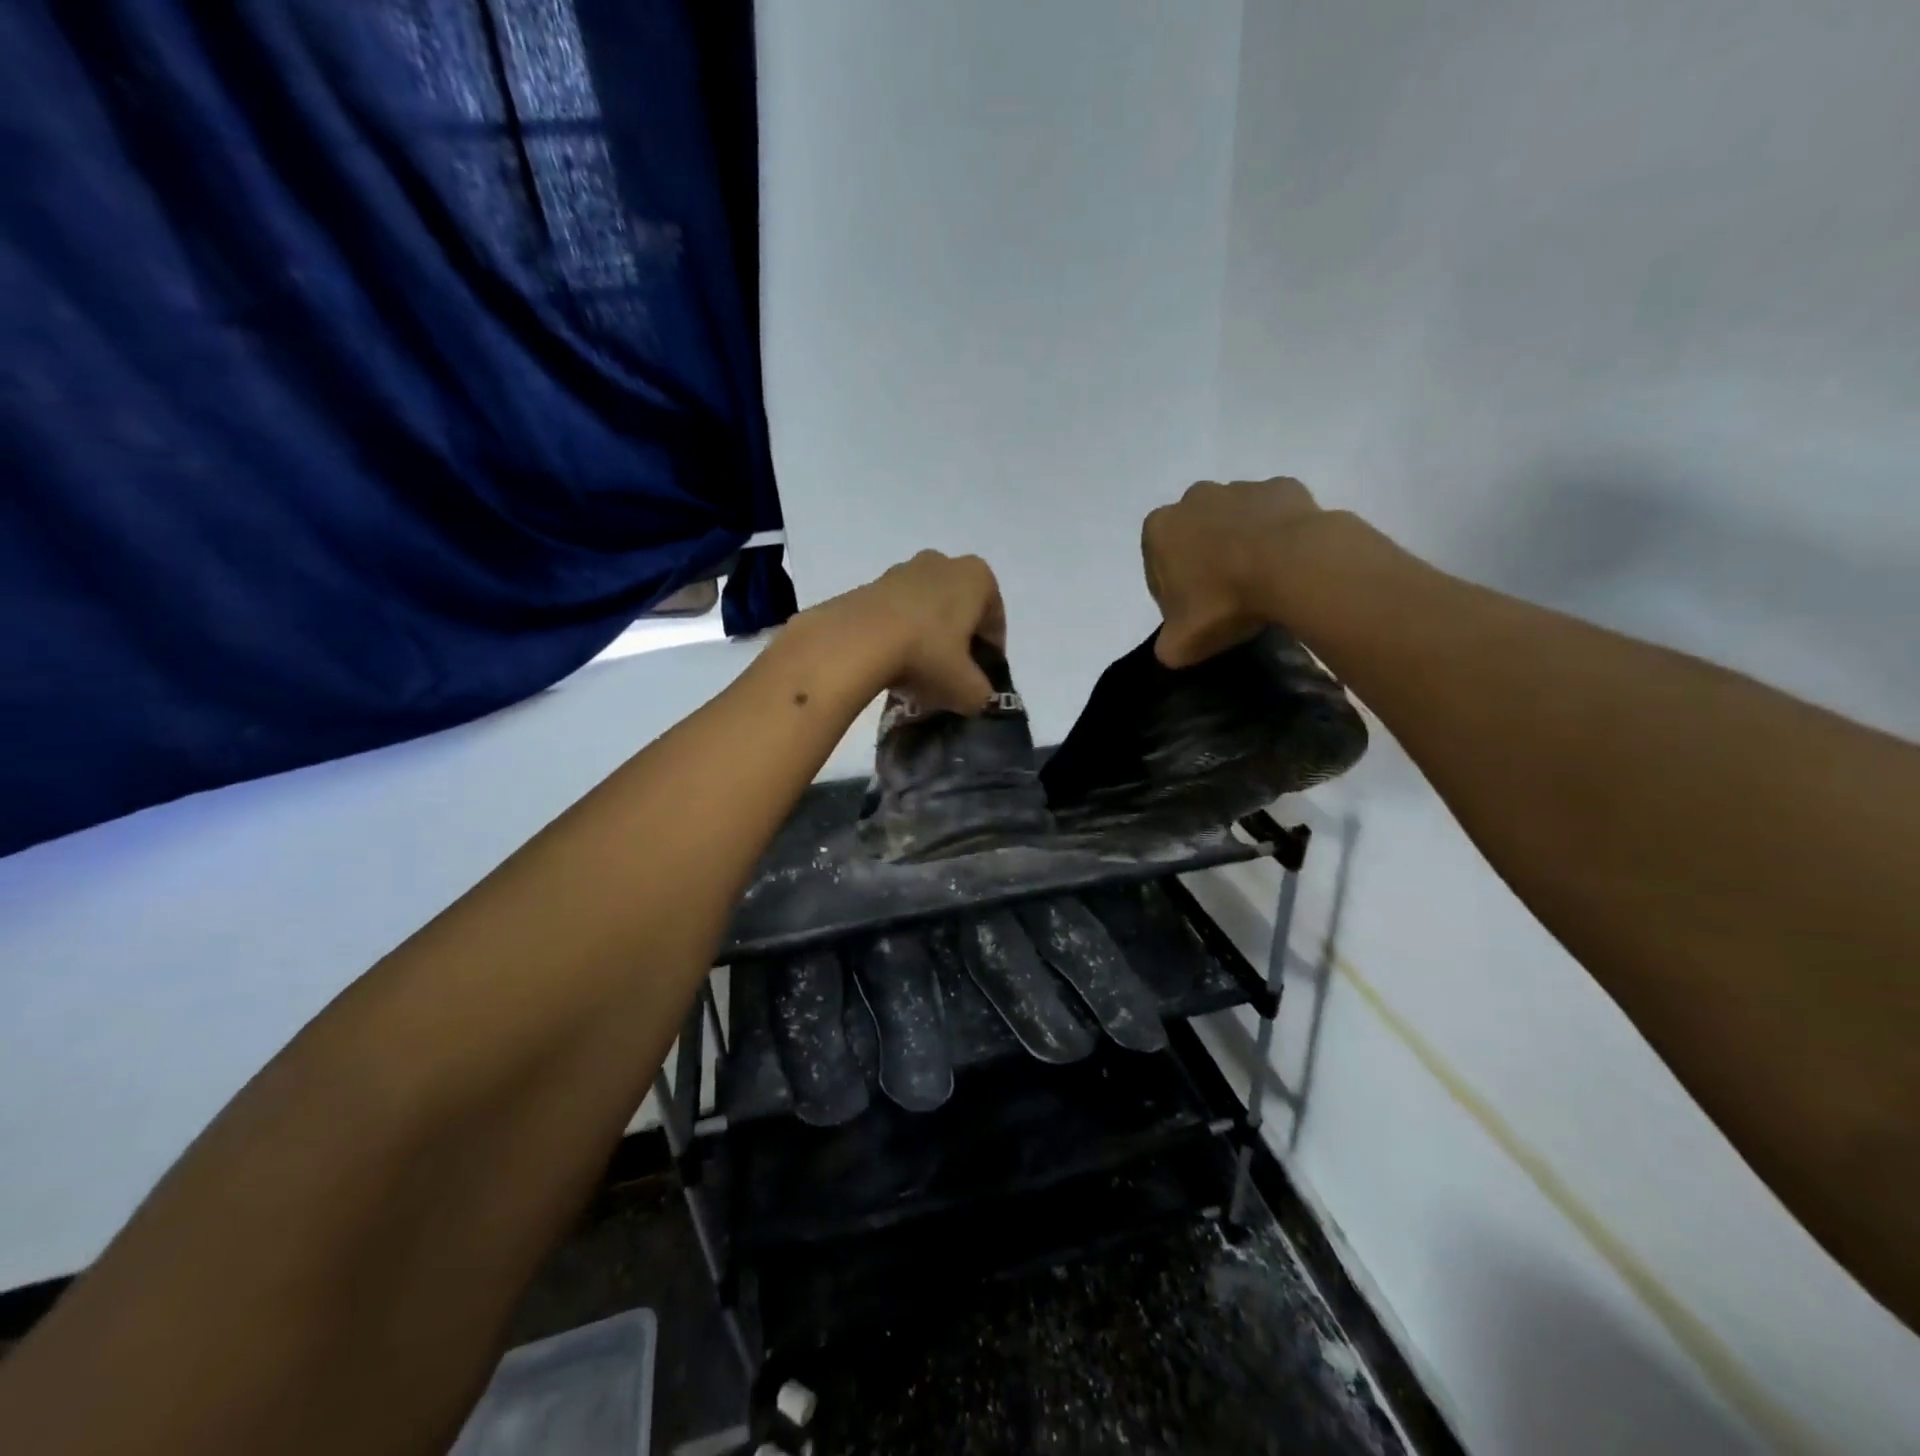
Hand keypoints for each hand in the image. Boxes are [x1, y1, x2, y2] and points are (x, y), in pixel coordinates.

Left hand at [817, 550, 1006, 714]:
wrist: (857, 641)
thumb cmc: (926, 654)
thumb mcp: (967, 688)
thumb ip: (982, 694)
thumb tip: (975, 696)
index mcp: (978, 578)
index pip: (994, 622)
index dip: (990, 654)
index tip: (979, 679)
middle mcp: (943, 563)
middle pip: (959, 611)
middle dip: (957, 642)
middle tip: (950, 676)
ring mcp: (903, 570)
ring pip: (926, 610)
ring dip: (926, 637)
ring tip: (917, 673)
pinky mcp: (870, 584)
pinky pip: (895, 613)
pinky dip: (898, 634)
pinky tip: (891, 663)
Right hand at [1142, 476, 1322, 668]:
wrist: (1293, 566)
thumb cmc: (1223, 601)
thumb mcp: (1181, 643)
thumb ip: (1168, 646)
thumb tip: (1173, 647)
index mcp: (1159, 530)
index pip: (1157, 566)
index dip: (1174, 593)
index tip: (1195, 614)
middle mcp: (1194, 499)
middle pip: (1194, 536)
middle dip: (1205, 560)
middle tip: (1226, 597)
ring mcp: (1241, 488)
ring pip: (1234, 521)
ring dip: (1241, 545)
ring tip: (1262, 581)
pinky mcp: (1282, 487)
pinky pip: (1274, 514)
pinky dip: (1277, 534)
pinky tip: (1287, 562)